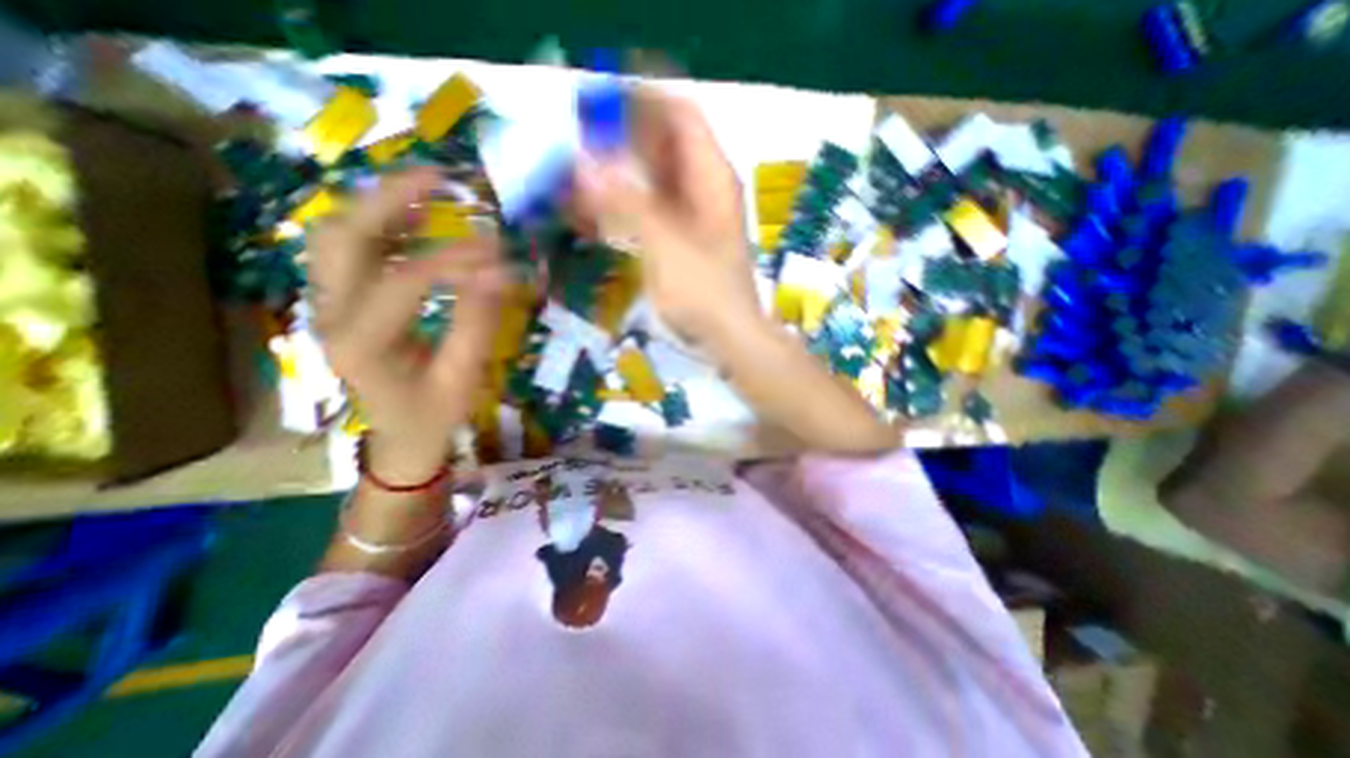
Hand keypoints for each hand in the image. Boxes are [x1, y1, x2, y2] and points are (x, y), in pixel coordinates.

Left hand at [307, 169, 507, 481]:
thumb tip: (501, 270)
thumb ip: (478, 322)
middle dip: (392, 198)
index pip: (405, 280)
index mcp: (361, 344)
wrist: (399, 436)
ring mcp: (328, 304)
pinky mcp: (341, 300)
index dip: (455, 259)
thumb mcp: (463, 376)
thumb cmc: (434, 415)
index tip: (499, 250)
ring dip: (383, 206)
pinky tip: (422, 222)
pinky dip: (385, 226)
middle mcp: (330, 314)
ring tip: (434, 195)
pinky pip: (350, 249)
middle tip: (446, 180)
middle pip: (342, 235)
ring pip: (336, 233)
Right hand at [575, 90, 763, 346]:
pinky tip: (595, 210)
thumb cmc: (704, 291)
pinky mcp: (680, 238)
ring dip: (617, 172)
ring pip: (652, 178)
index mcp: (711, 177)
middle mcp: (704, 187)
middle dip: (620, 137)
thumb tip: (583, 163)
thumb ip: (625, 201)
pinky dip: (623, 205)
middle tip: (575, 137)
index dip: (641, 99)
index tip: (598, 99)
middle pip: (662, 144)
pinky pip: (649, 208)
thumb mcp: (665, 243)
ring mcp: (693, 214)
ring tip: (576, 172)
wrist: (728, 335)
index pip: (679, 114)